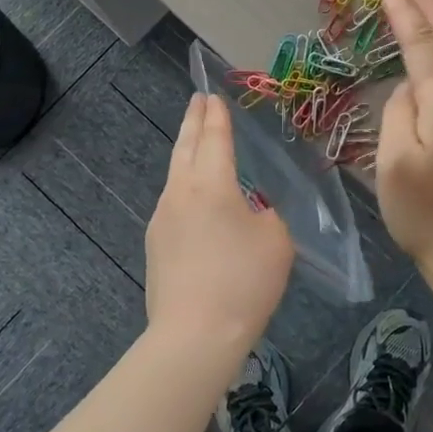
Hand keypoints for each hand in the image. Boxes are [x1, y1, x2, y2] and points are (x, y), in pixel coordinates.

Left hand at [145, 94, 293, 352]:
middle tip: (197, 100)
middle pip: (185, 148)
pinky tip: (196, 204)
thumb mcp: (277, 242)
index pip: (214, 138)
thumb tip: (251, 213)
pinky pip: (174, 205)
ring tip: (196, 146)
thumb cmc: (244, 282)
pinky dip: (185, 190)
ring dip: (186, 155)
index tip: (213, 96)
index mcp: (211, 184)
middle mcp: (180, 193)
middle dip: (193, 121)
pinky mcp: (155, 246)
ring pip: (175, 176)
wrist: (194, 335)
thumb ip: (267, 217)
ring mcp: (162, 219)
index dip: (217, 116)